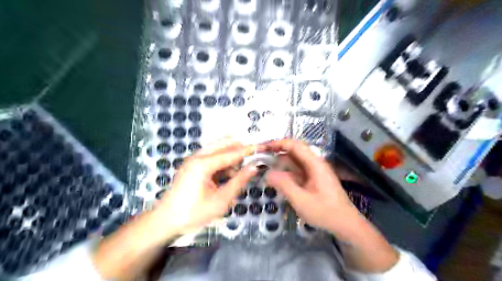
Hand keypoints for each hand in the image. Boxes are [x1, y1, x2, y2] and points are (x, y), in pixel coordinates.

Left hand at [158, 139, 257, 234]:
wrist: (165, 221)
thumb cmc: (193, 213)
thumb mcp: (221, 200)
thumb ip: (239, 181)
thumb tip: (254, 167)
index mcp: (203, 164)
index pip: (232, 153)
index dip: (248, 150)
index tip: (262, 147)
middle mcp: (198, 156)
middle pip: (223, 143)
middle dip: (239, 149)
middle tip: (251, 160)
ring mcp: (193, 160)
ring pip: (217, 149)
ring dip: (230, 156)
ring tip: (237, 174)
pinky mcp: (192, 165)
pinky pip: (211, 157)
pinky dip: (222, 162)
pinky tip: (226, 176)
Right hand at [261, 139, 358, 233]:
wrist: (345, 224)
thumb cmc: (325, 212)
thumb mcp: (301, 200)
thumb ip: (284, 185)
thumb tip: (267, 173)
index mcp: (314, 164)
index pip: (294, 145)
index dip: (278, 143)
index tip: (263, 147)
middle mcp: (314, 163)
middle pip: (293, 152)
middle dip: (276, 152)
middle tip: (259, 158)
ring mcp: (314, 171)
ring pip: (294, 162)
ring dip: (279, 163)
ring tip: (263, 167)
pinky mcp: (313, 179)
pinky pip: (296, 171)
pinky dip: (285, 173)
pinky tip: (275, 179)